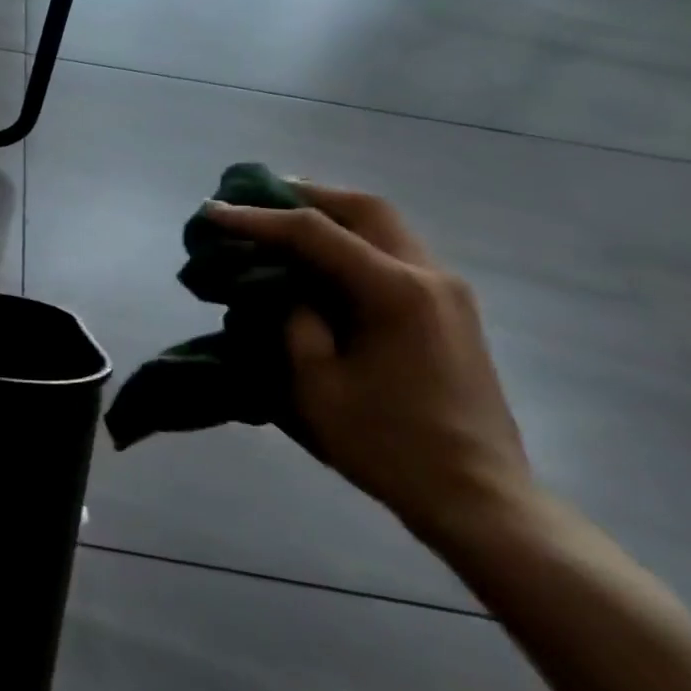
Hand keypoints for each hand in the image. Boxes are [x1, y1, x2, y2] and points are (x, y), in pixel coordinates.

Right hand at [202, 185, 530, 545]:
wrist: (478, 496)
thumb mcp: (318, 386)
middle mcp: (428, 275)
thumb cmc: (389, 445)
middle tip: (257, 195)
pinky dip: (355, 239)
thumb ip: (296, 324)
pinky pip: (396, 251)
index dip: (257, 220)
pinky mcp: (450, 310)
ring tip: (286, 216)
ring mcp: (447, 291)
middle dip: (306, 194)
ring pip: (386, 225)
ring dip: (334, 213)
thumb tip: (290, 294)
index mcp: (394, 292)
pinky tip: (326, 256)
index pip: (314, 233)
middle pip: (364, 208)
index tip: (213, 212)